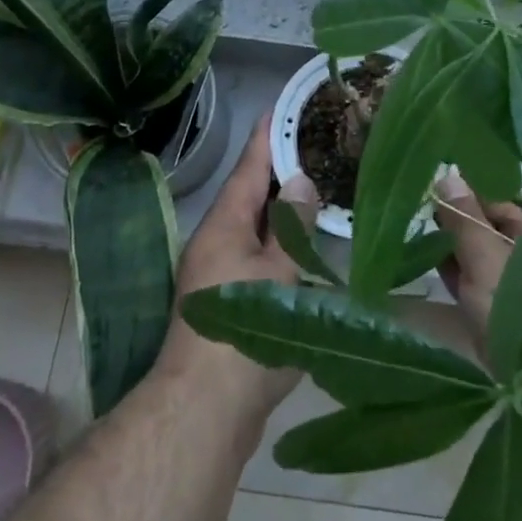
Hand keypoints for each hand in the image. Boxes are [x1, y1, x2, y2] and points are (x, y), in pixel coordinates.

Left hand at [156, 116, 300, 422]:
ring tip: (316, 192)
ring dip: (282, 213)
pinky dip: (281, 247)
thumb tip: (300, 180)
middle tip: (314, 148)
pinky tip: (305, 250)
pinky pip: (258, 259)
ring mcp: (220, 275)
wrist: (205, 410)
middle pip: (250, 197)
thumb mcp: (278, 271)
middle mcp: (217, 243)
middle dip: (279, 173)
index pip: (248, 168)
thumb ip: (292, 225)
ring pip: (256, 230)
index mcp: (224, 225)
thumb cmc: (245, 331)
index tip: (279, 109)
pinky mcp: (231, 304)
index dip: (265, 138)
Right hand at [428, 168, 521, 344]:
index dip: (467, 192)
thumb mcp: (484, 255)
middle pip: (484, 224)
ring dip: (447, 240)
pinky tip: (422, 255)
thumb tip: (447, 174)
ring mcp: (506, 280)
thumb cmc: (511, 303)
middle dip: (454, 216)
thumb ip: (464, 217)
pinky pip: (466, 275)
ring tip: (415, 226)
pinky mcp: (490, 305)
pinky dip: (448, 265)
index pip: (497, 200)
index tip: (435, 184)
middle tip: (420, 204)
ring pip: (473, 249)